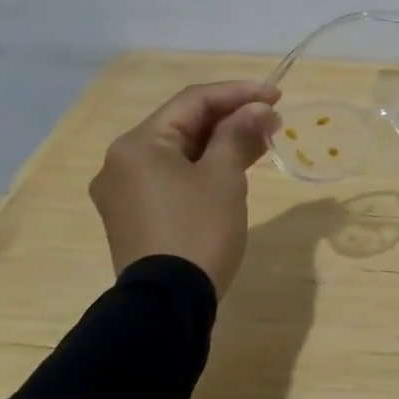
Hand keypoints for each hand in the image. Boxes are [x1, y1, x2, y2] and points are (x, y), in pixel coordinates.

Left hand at [89, 80, 280, 292]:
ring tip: (262, 140)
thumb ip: (239, 134)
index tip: (277, 96)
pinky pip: (172, 175)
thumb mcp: (224, 177)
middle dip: (231, 118)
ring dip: (220, 141)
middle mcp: (122, 161)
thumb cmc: (197, 230)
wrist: (167, 304)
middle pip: (183, 124)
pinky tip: (235, 166)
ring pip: (179, 151)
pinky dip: (204, 166)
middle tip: (272, 119)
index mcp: (138, 144)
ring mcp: (125, 190)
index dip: (238, 93)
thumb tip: (258, 109)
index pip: (193, 101)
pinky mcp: (135, 214)